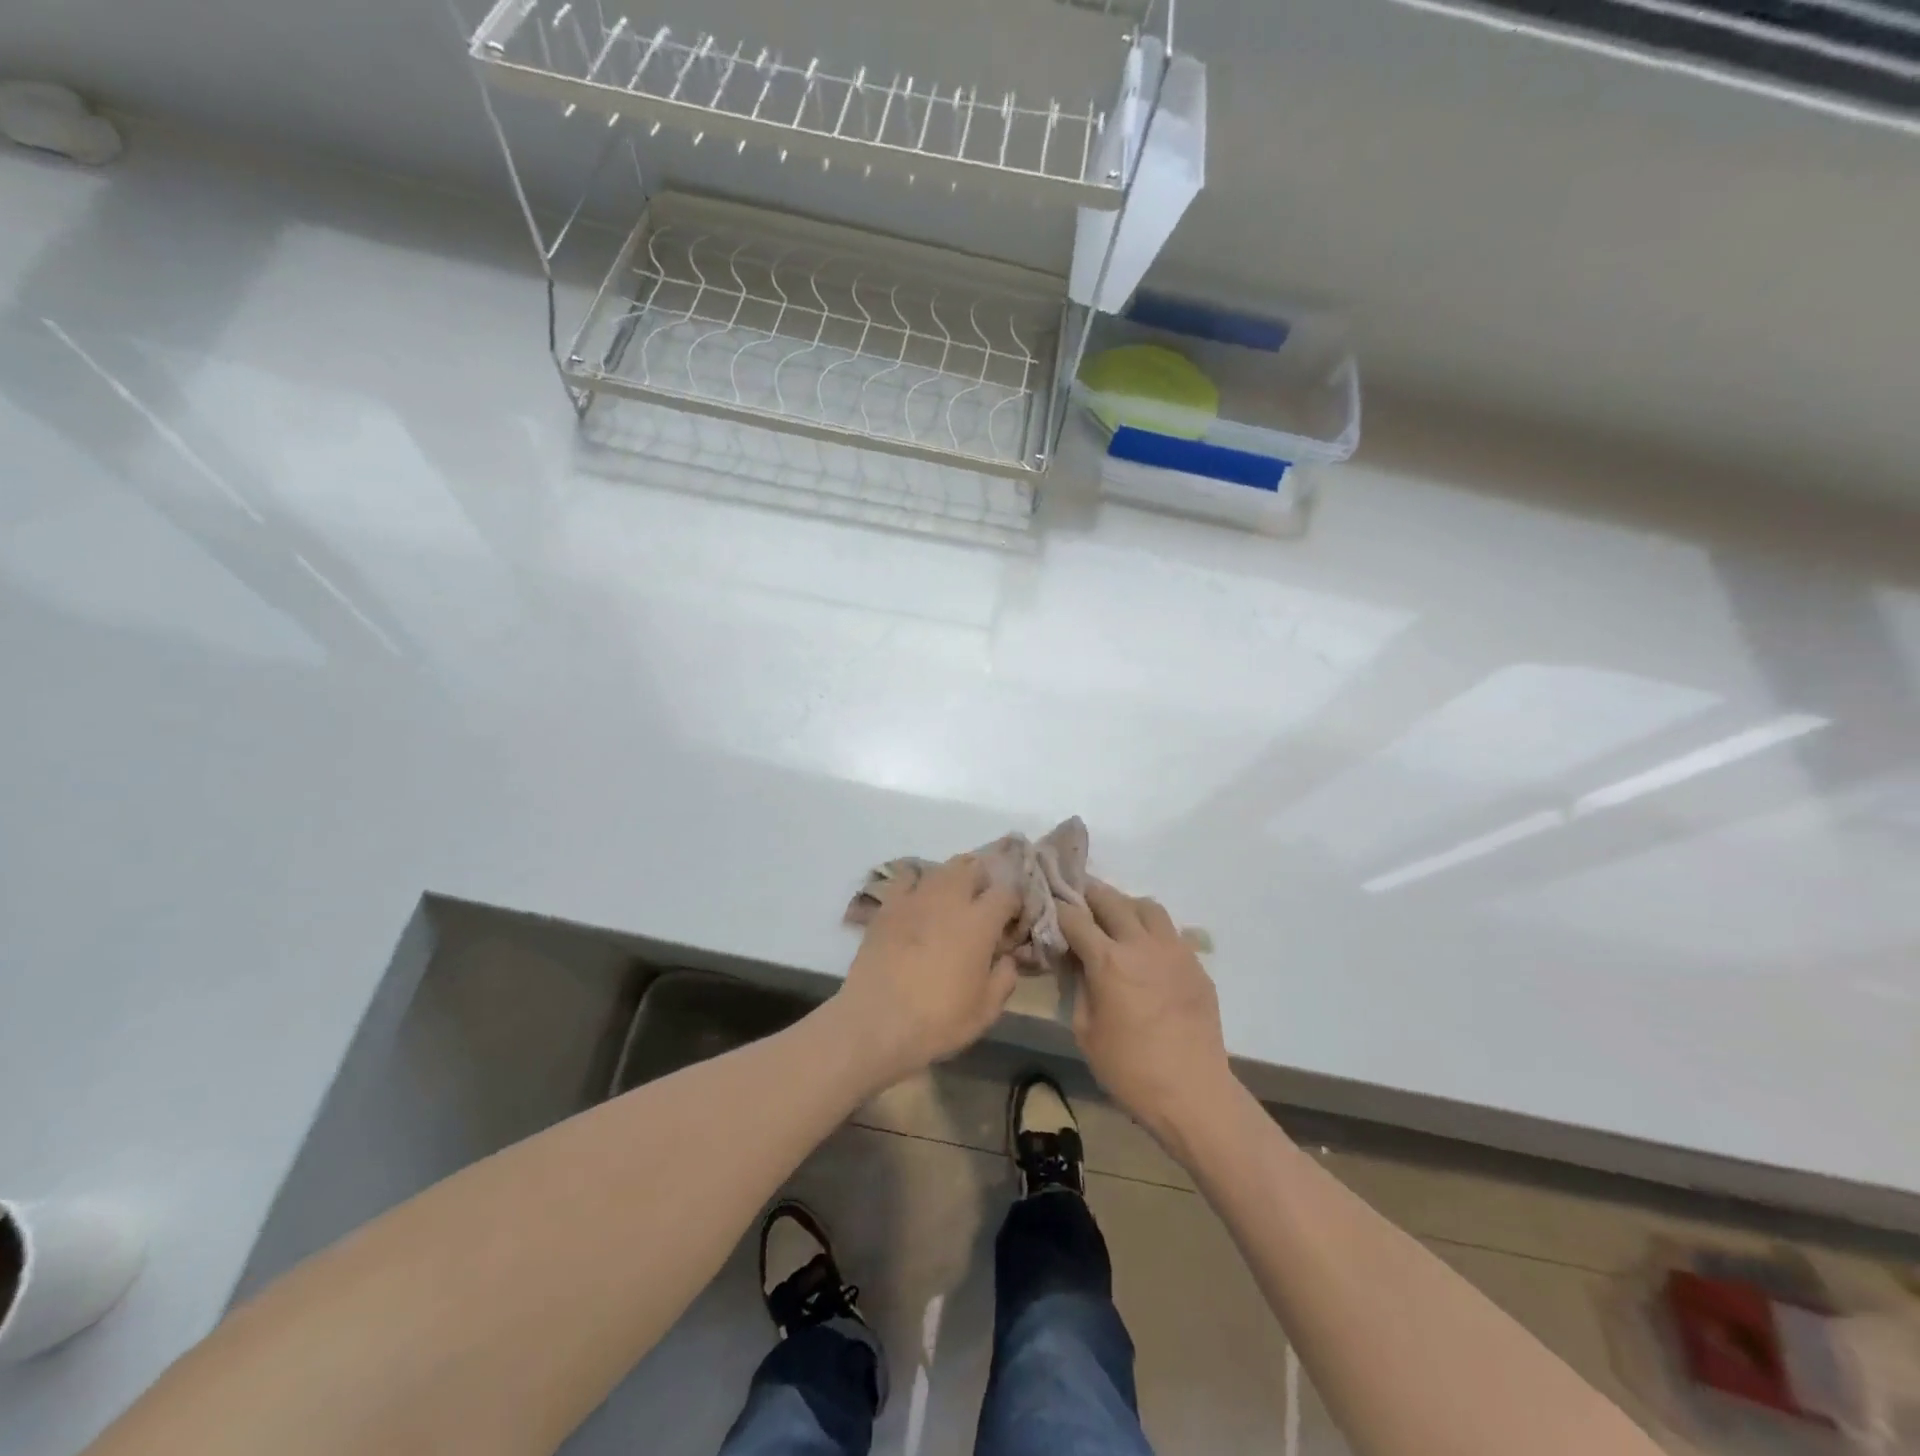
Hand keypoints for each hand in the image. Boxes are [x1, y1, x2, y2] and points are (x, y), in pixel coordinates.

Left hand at [834, 855, 1021, 1087]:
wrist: (877, 1022)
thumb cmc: (938, 1020)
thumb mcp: (986, 1010)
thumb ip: (1004, 977)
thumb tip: (1006, 957)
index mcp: (980, 921)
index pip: (1007, 892)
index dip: (1014, 904)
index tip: (1011, 922)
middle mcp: (950, 899)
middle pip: (973, 868)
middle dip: (983, 882)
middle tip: (982, 907)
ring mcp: (915, 898)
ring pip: (941, 868)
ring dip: (953, 878)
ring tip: (952, 900)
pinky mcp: (888, 905)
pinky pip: (907, 877)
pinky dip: (918, 882)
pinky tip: (918, 899)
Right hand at [1058, 879, 1233, 1149]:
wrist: (1193, 1093)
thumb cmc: (1129, 1069)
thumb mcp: (1085, 1030)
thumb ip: (1078, 986)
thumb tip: (1075, 961)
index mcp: (1109, 961)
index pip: (1075, 918)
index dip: (1058, 909)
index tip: (1049, 907)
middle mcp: (1141, 944)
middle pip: (1111, 900)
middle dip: (1090, 895)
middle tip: (1078, 900)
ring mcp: (1174, 951)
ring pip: (1147, 907)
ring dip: (1125, 906)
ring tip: (1116, 920)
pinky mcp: (1196, 965)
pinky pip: (1170, 932)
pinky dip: (1151, 931)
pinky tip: (1145, 952)